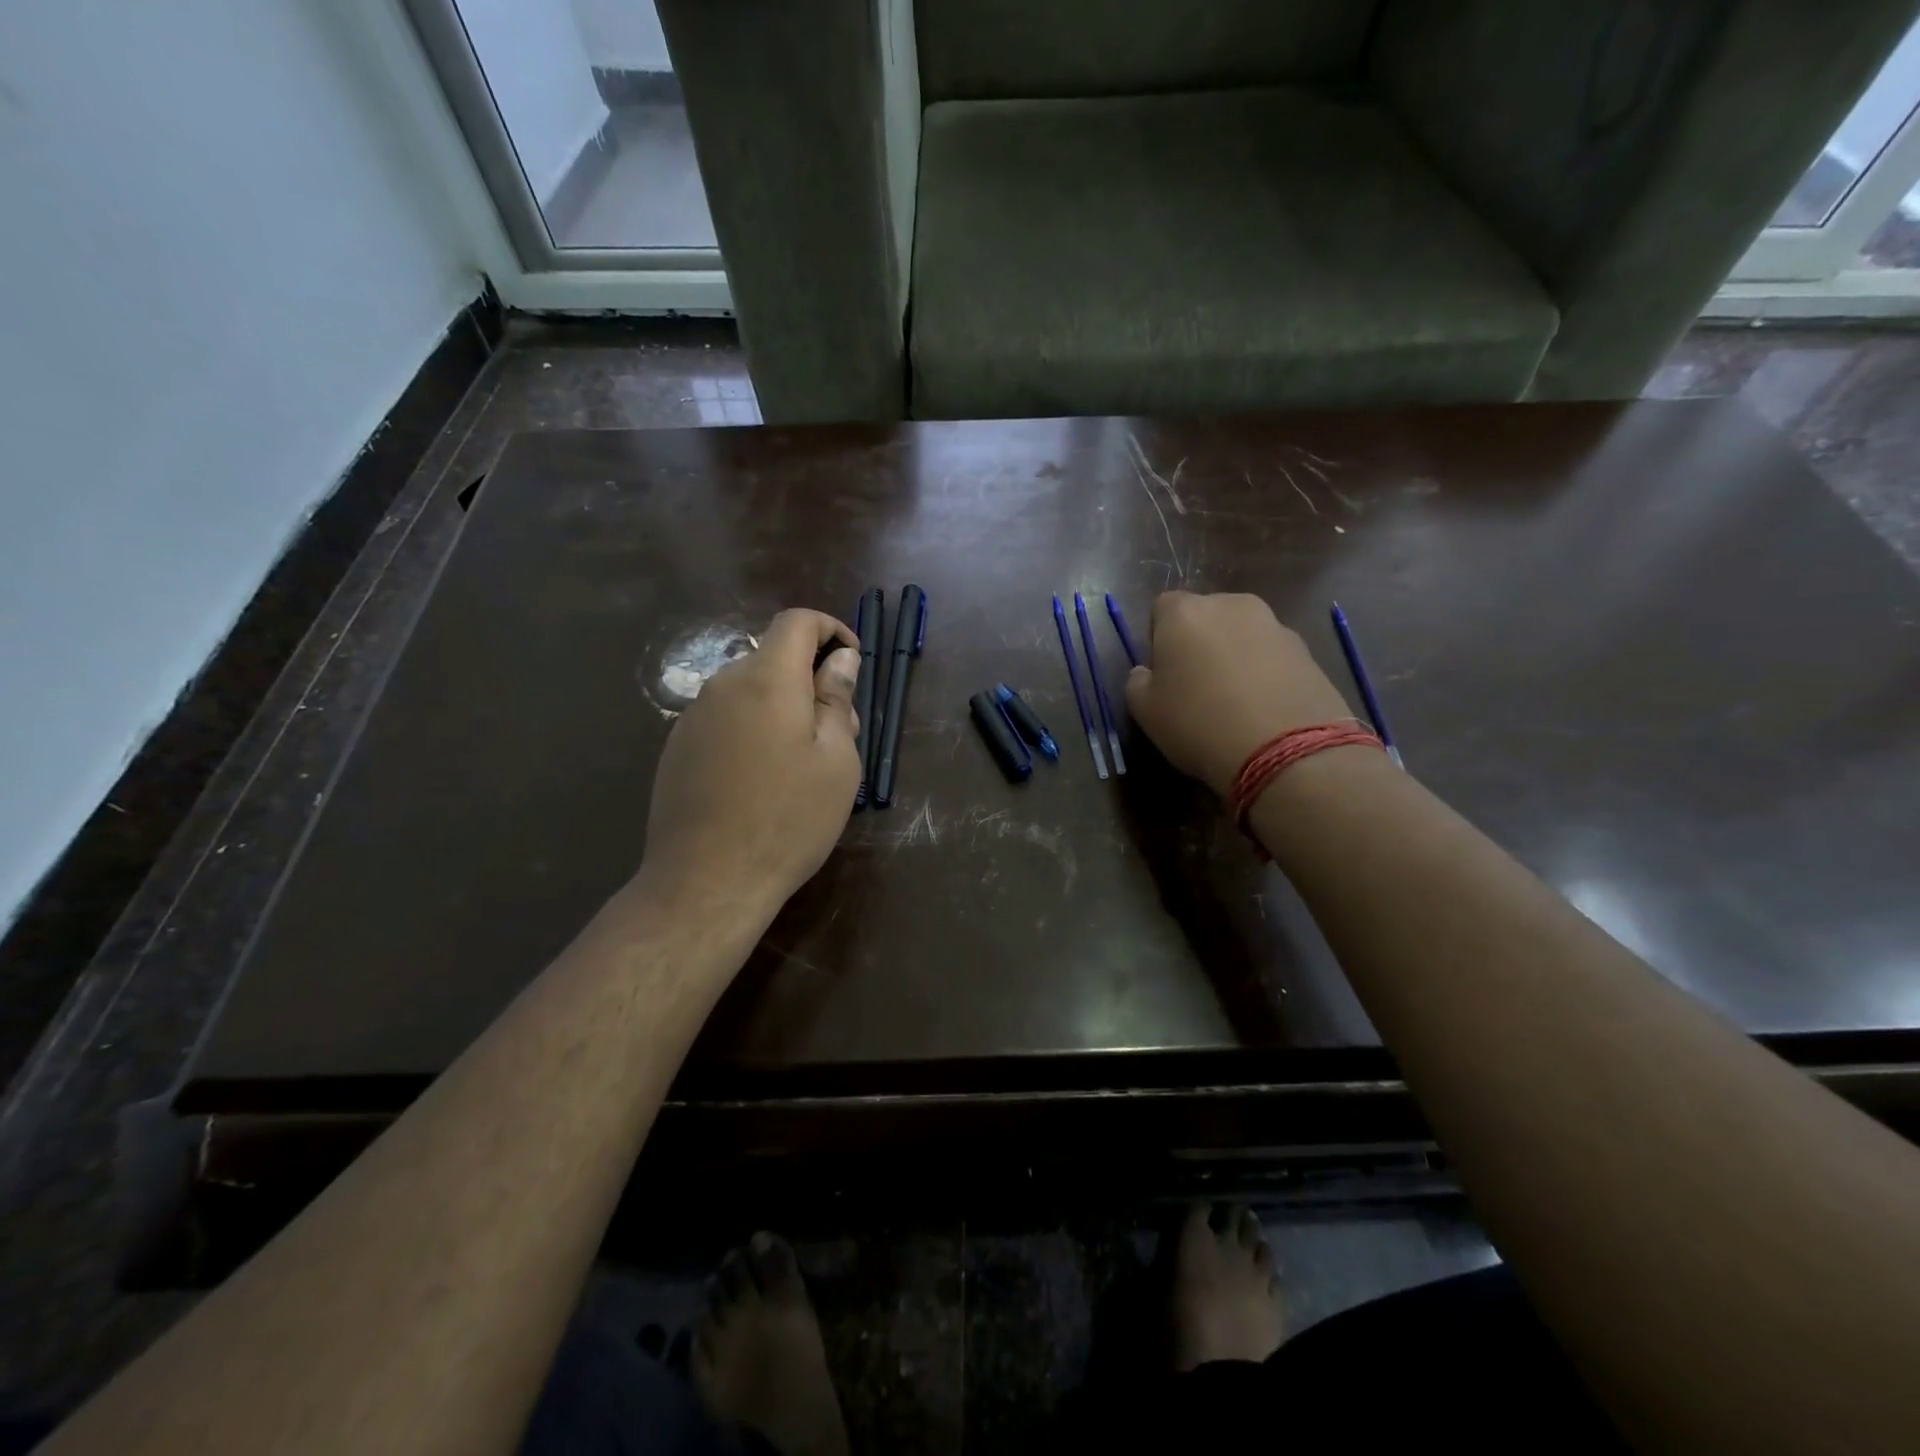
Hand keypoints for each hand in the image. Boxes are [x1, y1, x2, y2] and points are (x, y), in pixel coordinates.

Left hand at [638, 609, 862, 917]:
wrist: (707, 880)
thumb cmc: (788, 819)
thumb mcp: (835, 760)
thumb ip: (837, 699)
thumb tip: (840, 659)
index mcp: (767, 680)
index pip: (797, 622)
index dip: (832, 630)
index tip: (853, 664)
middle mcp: (724, 685)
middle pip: (774, 658)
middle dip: (812, 681)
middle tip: (841, 735)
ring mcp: (694, 717)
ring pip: (750, 691)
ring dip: (784, 708)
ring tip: (804, 765)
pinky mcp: (677, 748)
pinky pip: (726, 719)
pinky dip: (754, 729)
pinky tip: (762, 780)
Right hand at [1125, 592, 1353, 796]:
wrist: (1286, 749)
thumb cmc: (1199, 723)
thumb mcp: (1145, 711)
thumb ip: (1137, 682)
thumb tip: (1146, 672)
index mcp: (1185, 612)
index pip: (1162, 607)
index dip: (1159, 638)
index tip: (1163, 672)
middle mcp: (1231, 605)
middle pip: (1206, 615)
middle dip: (1199, 642)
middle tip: (1196, 685)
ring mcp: (1275, 624)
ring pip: (1242, 634)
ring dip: (1234, 656)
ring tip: (1234, 700)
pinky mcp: (1307, 650)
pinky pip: (1272, 655)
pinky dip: (1265, 672)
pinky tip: (1263, 708)